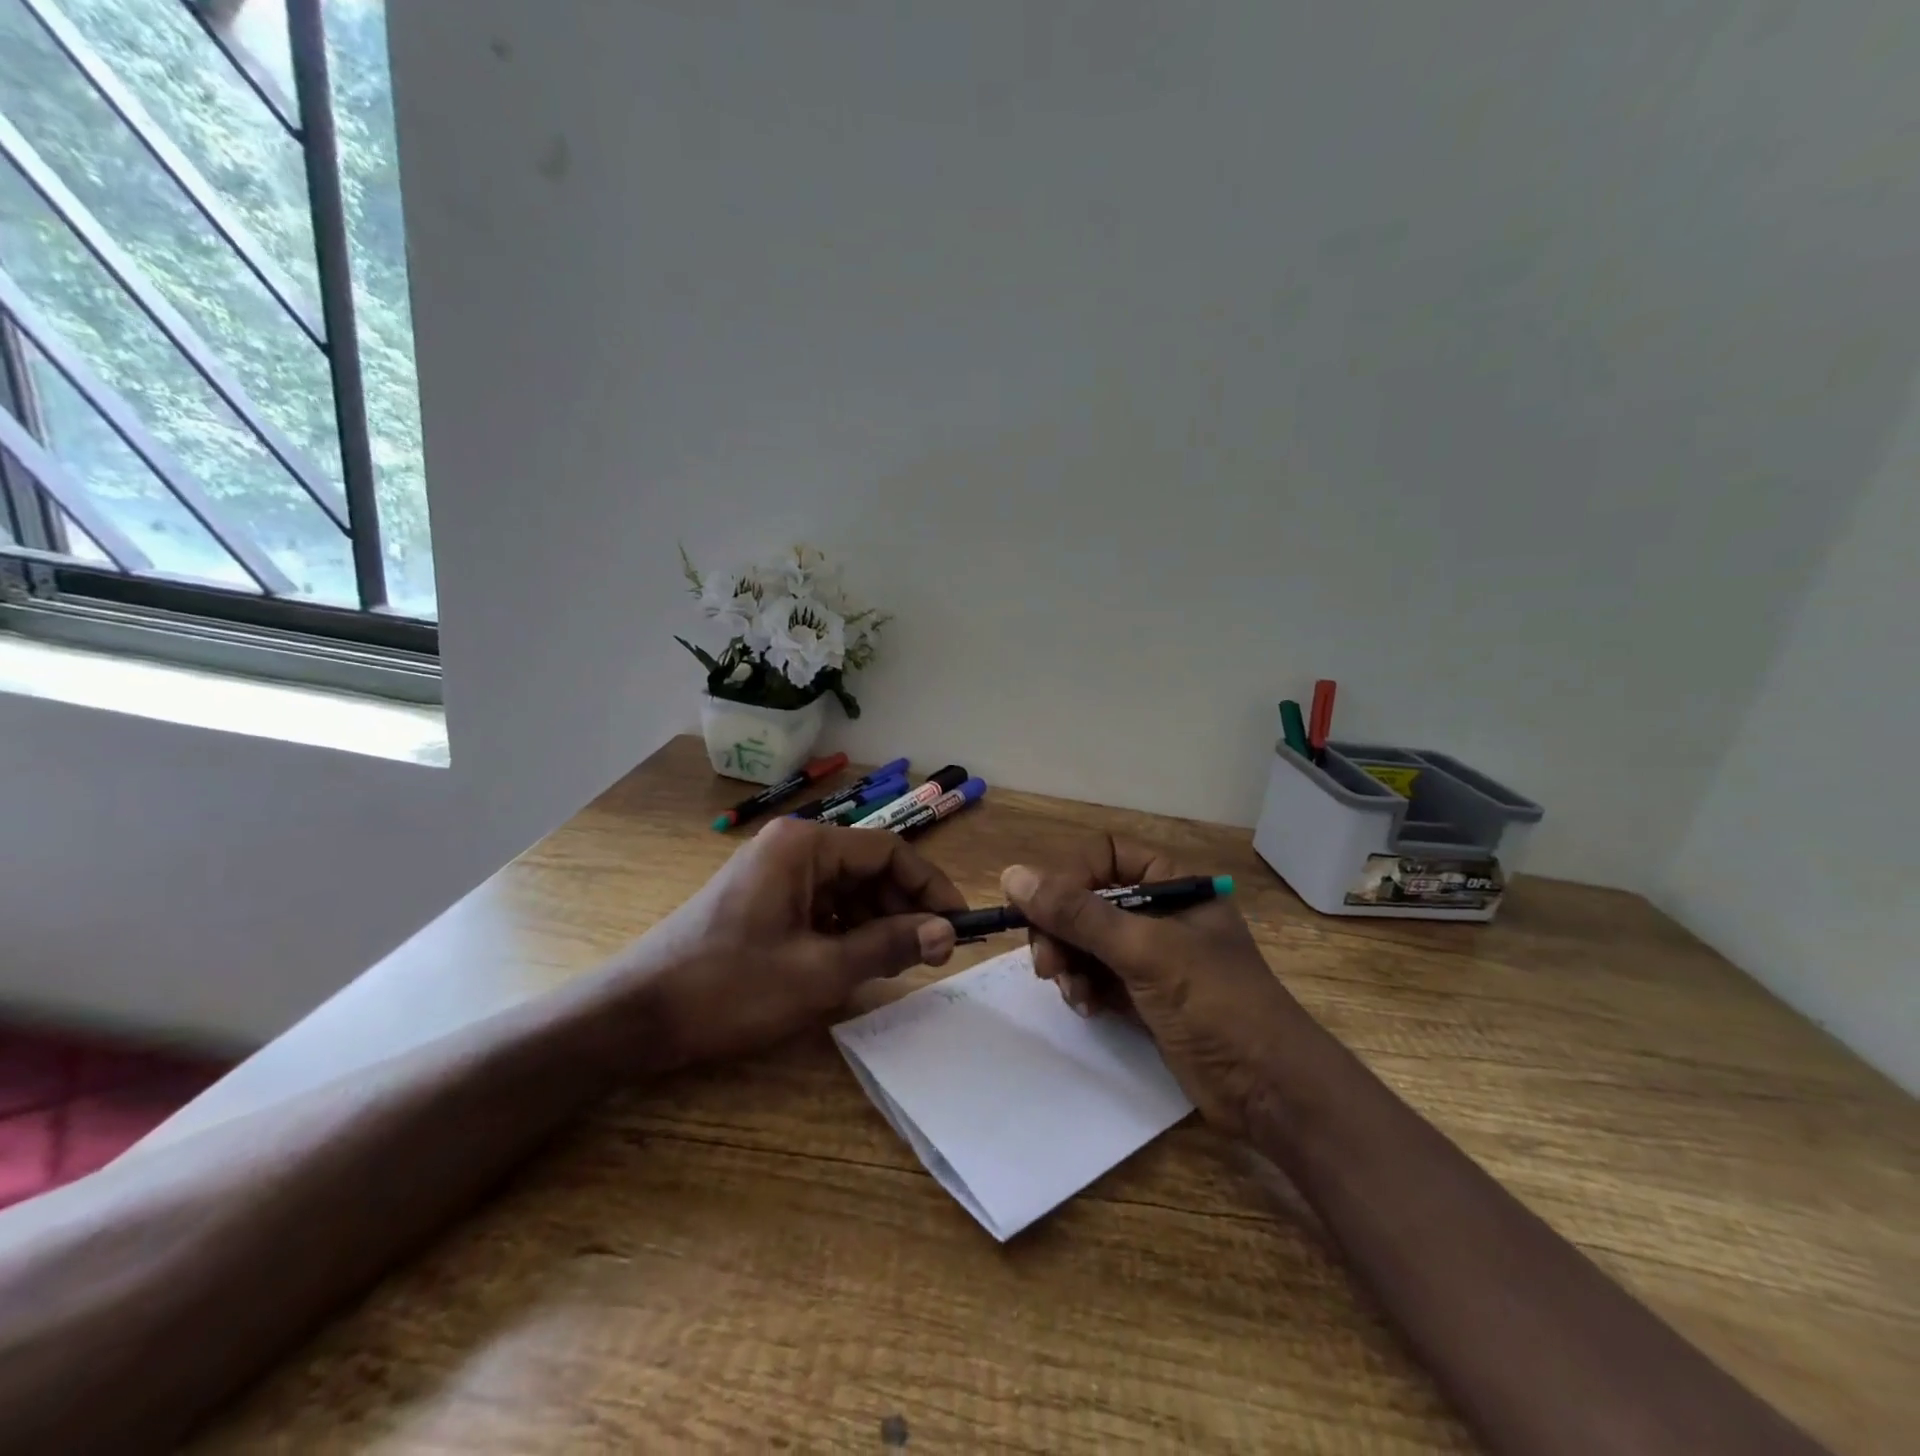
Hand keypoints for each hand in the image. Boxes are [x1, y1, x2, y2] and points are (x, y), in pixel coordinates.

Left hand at [628, 816, 965, 1068]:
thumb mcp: (819, 971)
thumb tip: (947, 933)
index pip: (889, 853)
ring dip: (877, 924)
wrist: (636, 1016)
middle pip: (870, 870)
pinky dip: (847, 933)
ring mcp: (775, 874)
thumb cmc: (730, 986)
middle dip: (904, 910)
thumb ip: (888, 946)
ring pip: (848, 891)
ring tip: (896, 966)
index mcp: (806, 846)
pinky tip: (857, 966)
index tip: (958, 926)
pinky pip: (822, 908)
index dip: (930, 888)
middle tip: (929, 957)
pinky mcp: (764, 901)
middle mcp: (793, 848)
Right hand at [1001, 837, 1311, 1137]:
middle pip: (1088, 900)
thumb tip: (1012, 875)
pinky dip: (1083, 987)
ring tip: (1072, 993)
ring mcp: (1152, 957)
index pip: (1105, 856)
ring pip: (1086, 940)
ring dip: (1069, 963)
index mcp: (1174, 885)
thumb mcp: (1144, 951)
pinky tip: (1085, 1008)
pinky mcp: (1144, 996)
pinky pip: (1096, 976)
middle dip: (1062, 929)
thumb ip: (1078, 914)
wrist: (1270, 1092)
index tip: (1041, 912)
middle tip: (1046, 964)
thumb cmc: (1216, 1004)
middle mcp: (1160, 913)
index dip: (1070, 877)